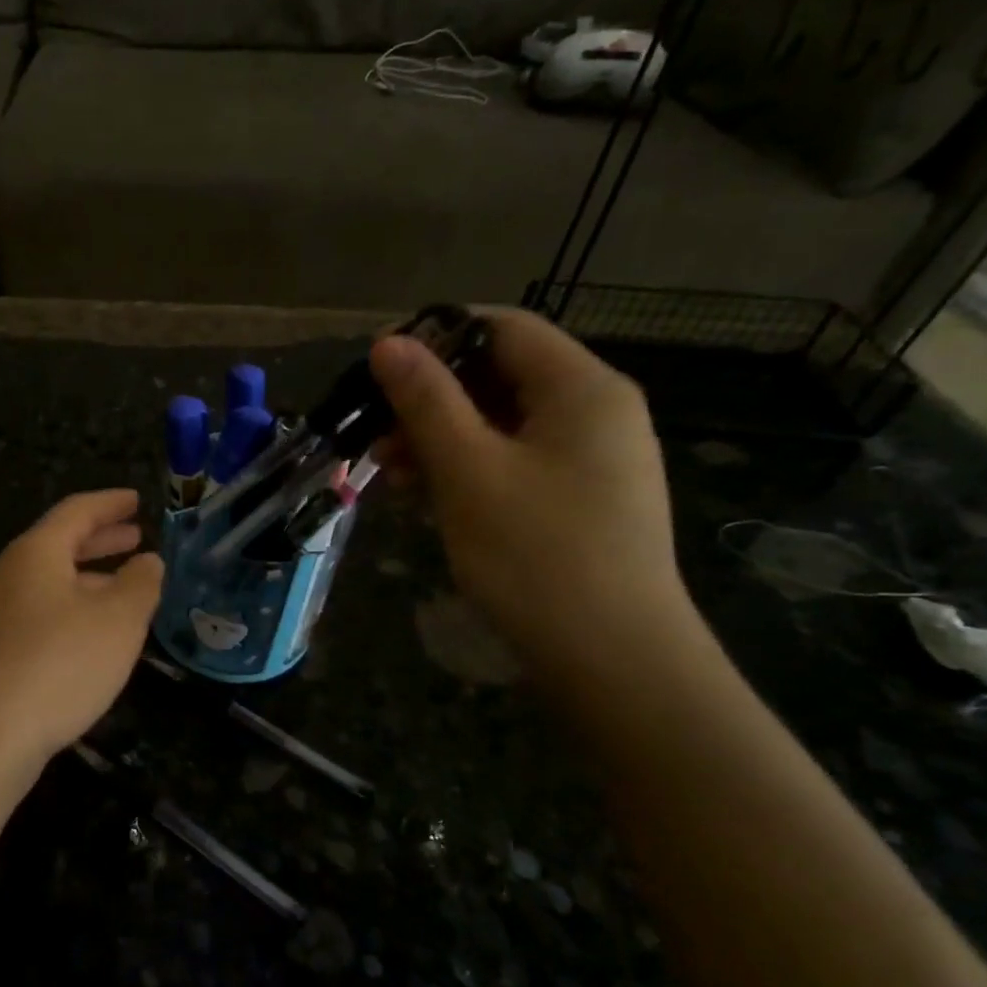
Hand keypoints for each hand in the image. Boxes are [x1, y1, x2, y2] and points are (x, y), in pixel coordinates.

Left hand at [0, 490, 163, 769]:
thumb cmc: (60, 663)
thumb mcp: (118, 619)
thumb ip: (140, 583)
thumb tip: (148, 561)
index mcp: (37, 553)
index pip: (77, 511)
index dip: (111, 503)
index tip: (137, 500)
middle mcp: (11, 574)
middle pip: (60, 544)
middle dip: (101, 539)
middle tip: (135, 536)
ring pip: (52, 581)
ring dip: (90, 577)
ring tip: (126, 585)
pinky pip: (43, 611)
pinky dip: (75, 607)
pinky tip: (95, 632)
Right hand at [370, 309, 692, 671]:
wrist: (613, 659)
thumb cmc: (536, 554)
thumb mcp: (468, 471)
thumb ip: (427, 401)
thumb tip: (389, 343)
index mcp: (581, 388)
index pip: (503, 328)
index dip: (436, 337)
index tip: (376, 367)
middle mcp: (595, 412)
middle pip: (500, 377)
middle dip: (430, 399)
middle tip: (373, 433)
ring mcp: (592, 460)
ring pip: (502, 425)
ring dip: (441, 439)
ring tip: (389, 472)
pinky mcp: (580, 501)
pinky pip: (515, 463)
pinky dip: (468, 470)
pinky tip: (426, 497)